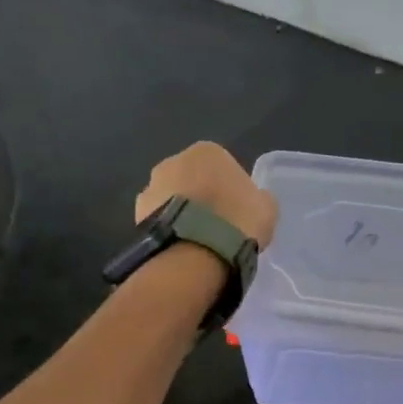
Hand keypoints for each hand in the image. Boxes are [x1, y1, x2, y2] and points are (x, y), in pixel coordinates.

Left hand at [136, 142, 277, 248]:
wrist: (196, 252)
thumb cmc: (237, 220)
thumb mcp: (266, 207)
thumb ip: (257, 197)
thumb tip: (251, 200)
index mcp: (207, 151)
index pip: (223, 167)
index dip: (231, 190)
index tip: (237, 212)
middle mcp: (174, 161)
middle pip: (193, 179)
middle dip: (202, 198)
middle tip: (217, 226)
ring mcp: (151, 187)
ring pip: (173, 199)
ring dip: (182, 212)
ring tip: (197, 241)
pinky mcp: (136, 215)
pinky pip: (160, 220)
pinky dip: (169, 229)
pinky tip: (181, 248)